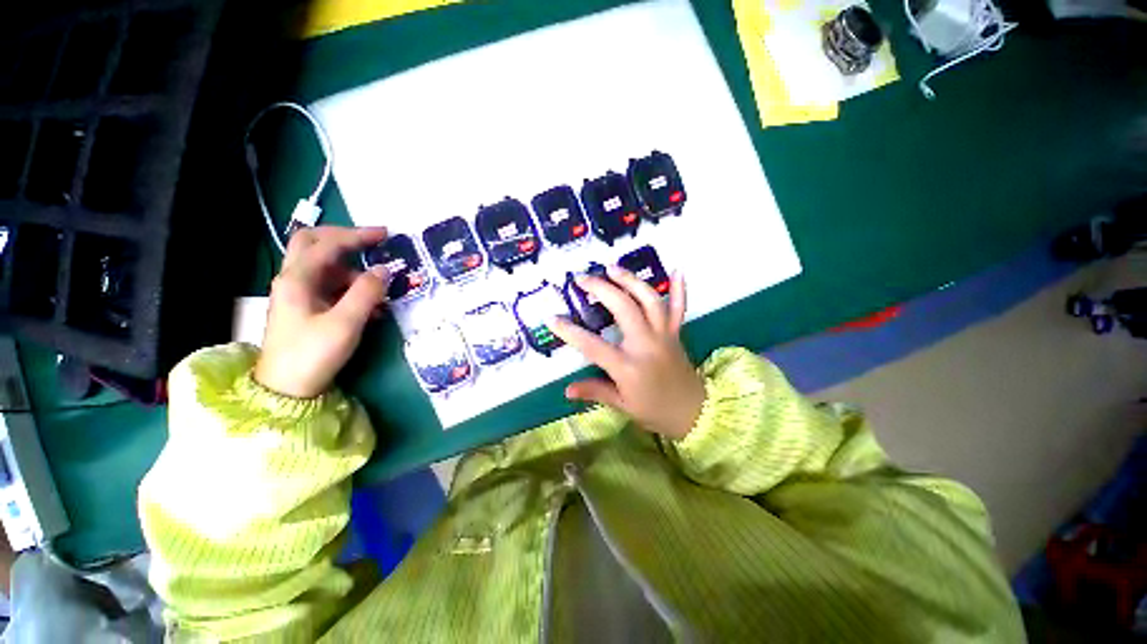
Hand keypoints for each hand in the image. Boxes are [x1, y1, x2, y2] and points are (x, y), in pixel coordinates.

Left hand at [254, 226, 390, 398]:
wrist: (287, 388)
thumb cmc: (313, 354)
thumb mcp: (345, 323)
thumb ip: (366, 293)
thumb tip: (385, 270)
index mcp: (298, 279)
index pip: (328, 244)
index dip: (357, 236)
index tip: (386, 234)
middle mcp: (294, 279)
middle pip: (314, 244)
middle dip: (345, 239)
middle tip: (373, 242)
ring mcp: (298, 293)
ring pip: (325, 267)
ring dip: (354, 271)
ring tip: (380, 291)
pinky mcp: (306, 307)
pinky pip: (330, 287)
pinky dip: (351, 288)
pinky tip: (371, 307)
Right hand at [550, 267, 704, 438]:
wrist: (694, 414)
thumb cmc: (654, 411)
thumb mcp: (622, 405)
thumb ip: (595, 392)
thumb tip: (567, 390)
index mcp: (628, 366)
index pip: (593, 345)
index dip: (570, 332)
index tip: (551, 318)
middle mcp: (646, 345)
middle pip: (624, 308)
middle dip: (601, 289)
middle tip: (582, 278)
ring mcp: (663, 335)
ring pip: (649, 300)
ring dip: (630, 280)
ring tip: (612, 267)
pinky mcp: (676, 333)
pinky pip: (680, 308)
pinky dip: (679, 289)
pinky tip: (677, 269)